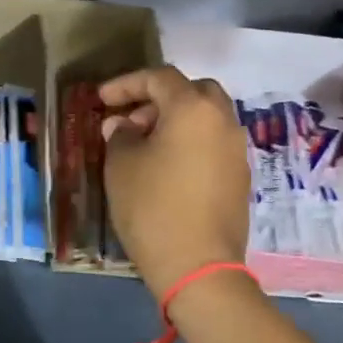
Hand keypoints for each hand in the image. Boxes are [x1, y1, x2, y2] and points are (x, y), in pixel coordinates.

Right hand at [98, 66, 250, 300]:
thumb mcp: (121, 166)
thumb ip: (120, 135)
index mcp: (193, 108)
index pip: (159, 78)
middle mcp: (222, 120)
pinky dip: (190, 142)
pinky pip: (213, 143)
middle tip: (131, 118)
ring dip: (176, 120)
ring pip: (207, 117)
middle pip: (193, 91)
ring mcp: (237, 149)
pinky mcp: (240, 176)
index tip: (101, 99)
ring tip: (145, 144)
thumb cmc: (152, 207)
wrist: (197, 264)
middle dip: (159, 98)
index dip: (126, 83)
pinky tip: (166, 166)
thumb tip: (123, 125)